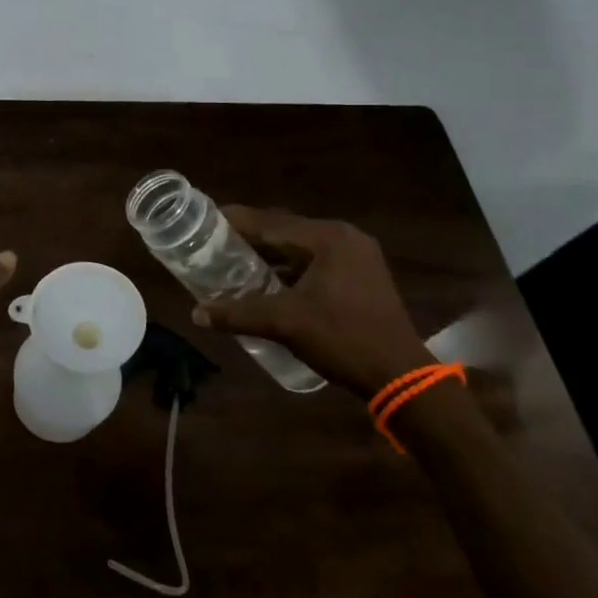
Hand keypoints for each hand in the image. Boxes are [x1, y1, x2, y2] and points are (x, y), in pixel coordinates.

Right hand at [190, 208, 427, 397]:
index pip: (271, 222)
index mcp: (328, 238)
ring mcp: (358, 256)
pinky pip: (317, 262)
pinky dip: (292, 268)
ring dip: (272, 255)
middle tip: (216, 245)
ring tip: (236, 263)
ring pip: (302, 248)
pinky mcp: (363, 276)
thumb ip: (238, 314)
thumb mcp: (284, 323)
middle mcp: (345, 238)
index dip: (236, 221)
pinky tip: (270, 282)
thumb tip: (196, 314)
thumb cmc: (342, 338)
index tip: (206, 220)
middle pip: (286, 231)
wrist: (400, 376)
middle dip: (252, 238)